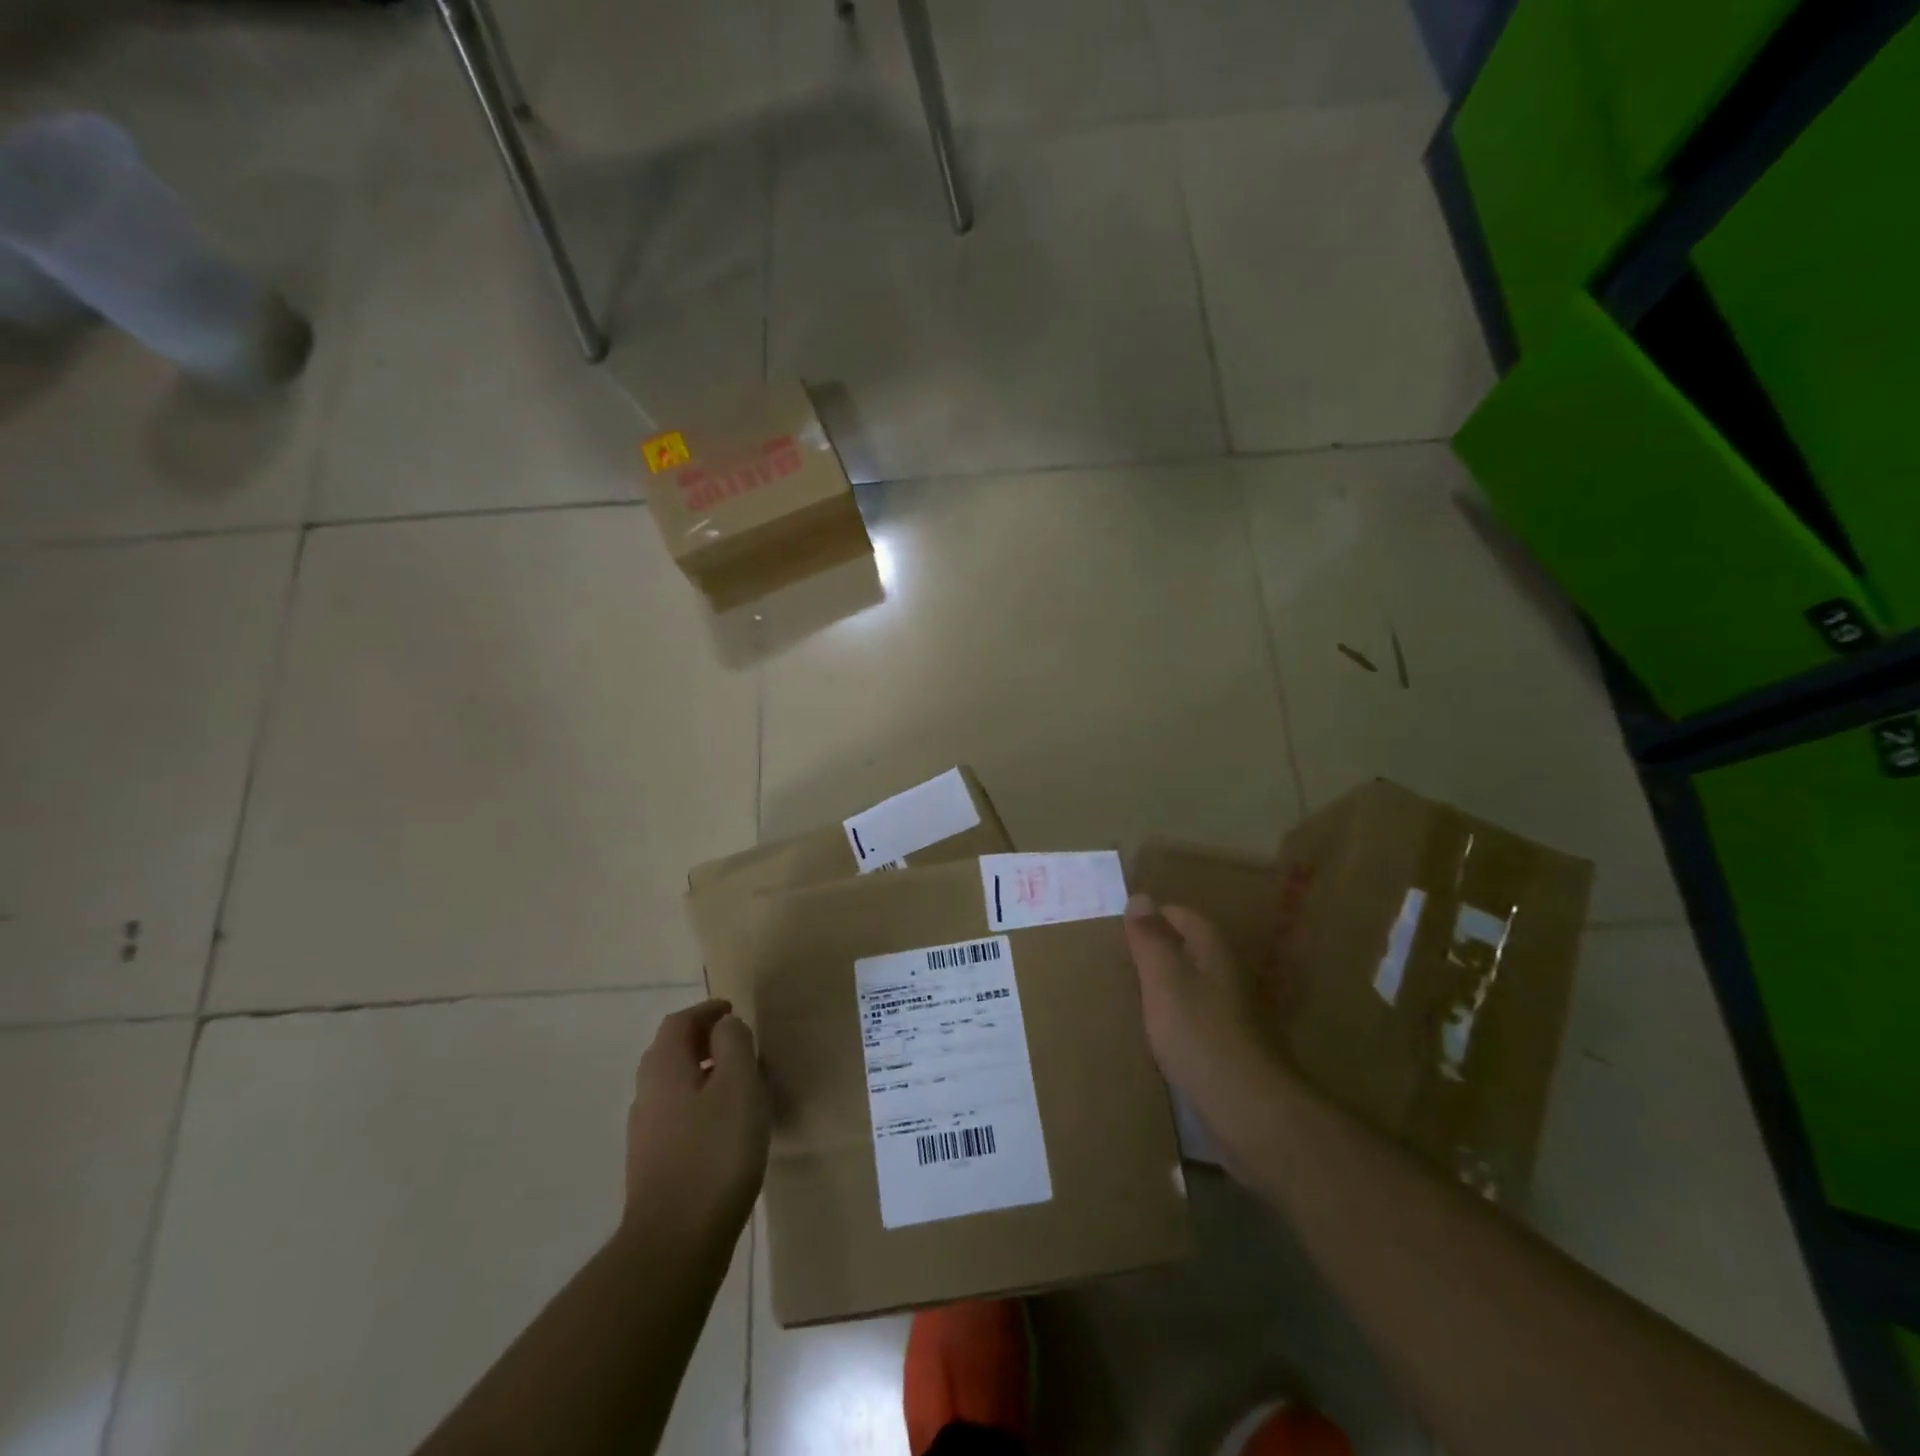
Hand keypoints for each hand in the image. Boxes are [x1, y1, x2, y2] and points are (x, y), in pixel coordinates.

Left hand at [623, 1000, 768, 1244]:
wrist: (675, 1244)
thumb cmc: (715, 1152)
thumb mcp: (738, 1085)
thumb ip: (733, 1044)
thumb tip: (724, 1026)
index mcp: (663, 1069)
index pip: (678, 1023)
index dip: (705, 1011)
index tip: (731, 1010)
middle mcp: (646, 1095)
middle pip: (670, 1053)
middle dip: (701, 1040)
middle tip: (735, 1041)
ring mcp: (646, 1134)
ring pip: (673, 1086)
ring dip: (702, 1073)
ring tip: (738, 1081)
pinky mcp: (654, 1166)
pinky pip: (677, 1116)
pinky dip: (700, 1104)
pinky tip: (725, 1126)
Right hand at [1123, 894, 1291, 1157]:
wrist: (1251, 1110)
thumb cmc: (1200, 1034)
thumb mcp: (1164, 980)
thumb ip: (1151, 940)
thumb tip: (1140, 897)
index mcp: (1216, 953)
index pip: (1186, 917)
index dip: (1156, 915)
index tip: (1125, 923)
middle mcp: (1233, 977)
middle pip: (1195, 950)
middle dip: (1164, 948)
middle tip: (1125, 957)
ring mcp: (1240, 1016)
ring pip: (1200, 985)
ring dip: (1173, 984)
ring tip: (1138, 993)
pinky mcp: (1237, 1050)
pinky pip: (1203, 1019)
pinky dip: (1182, 1017)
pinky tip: (1164, 1033)